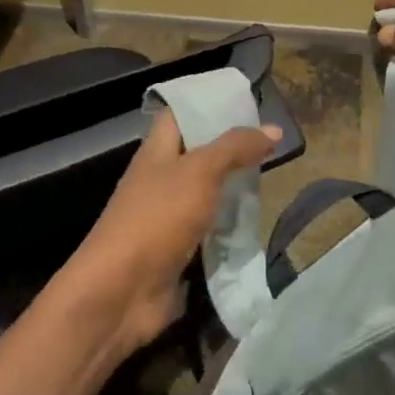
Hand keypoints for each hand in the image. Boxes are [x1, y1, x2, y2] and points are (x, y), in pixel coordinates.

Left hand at [58, 112, 279, 355]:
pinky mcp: (178, 250)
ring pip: (206, 192)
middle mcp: (161, 177)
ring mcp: (167, 216)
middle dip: (231, 148)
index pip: (181, 113)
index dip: (209, 103)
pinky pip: (209, 229)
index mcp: (157, 150)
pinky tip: (258, 222)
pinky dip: (231, 226)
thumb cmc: (156, 218)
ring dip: (234, 188)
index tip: (246, 101)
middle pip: (198, 153)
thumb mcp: (200, 172)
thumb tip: (274, 128)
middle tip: (272, 143)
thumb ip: (235, 148)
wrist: (120, 292)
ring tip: (273, 178)